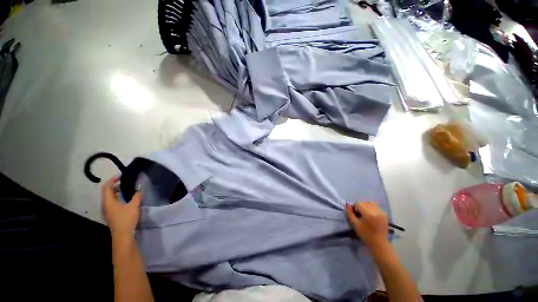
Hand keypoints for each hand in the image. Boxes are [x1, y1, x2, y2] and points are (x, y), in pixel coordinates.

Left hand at [102, 176, 141, 237]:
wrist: (122, 235)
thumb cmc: (126, 219)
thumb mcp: (134, 206)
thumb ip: (137, 196)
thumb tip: (140, 189)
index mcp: (108, 201)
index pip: (106, 187)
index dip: (113, 180)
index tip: (122, 176)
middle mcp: (105, 205)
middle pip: (107, 192)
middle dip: (115, 185)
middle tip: (126, 181)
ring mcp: (107, 210)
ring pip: (110, 197)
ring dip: (117, 191)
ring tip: (127, 188)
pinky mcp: (111, 214)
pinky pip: (112, 202)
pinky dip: (118, 197)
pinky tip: (126, 199)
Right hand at [345, 202, 388, 247]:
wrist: (379, 243)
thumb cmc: (365, 234)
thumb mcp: (354, 224)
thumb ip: (349, 213)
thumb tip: (347, 204)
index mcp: (368, 213)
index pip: (358, 203)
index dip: (354, 207)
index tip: (354, 214)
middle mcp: (376, 211)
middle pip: (364, 202)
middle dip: (360, 206)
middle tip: (359, 214)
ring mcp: (381, 212)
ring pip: (370, 203)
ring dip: (366, 206)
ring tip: (365, 214)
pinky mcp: (385, 214)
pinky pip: (376, 206)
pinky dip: (371, 208)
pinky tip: (371, 215)